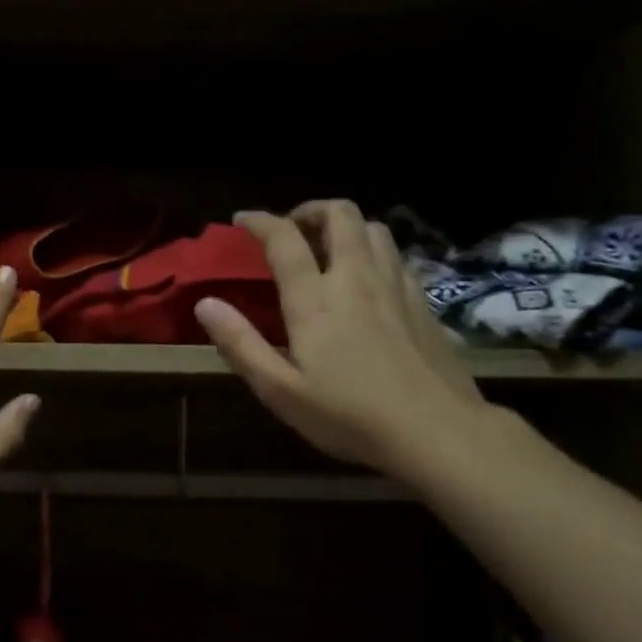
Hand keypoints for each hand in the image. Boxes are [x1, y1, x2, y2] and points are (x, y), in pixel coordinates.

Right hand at [194, 200, 488, 476]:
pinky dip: (372, 250)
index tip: (242, 220)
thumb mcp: (280, 390)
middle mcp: (357, 278)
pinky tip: (366, 278)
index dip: (260, 221)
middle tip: (292, 230)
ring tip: (327, 247)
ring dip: (345, 226)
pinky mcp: (421, 302)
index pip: (285, 239)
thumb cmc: (348, 415)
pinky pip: (395, 255)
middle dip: (311, 211)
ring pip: (374, 228)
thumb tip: (206, 304)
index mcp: (316, 299)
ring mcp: (396, 286)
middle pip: (340, 215)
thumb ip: (241, 344)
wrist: (436, 431)